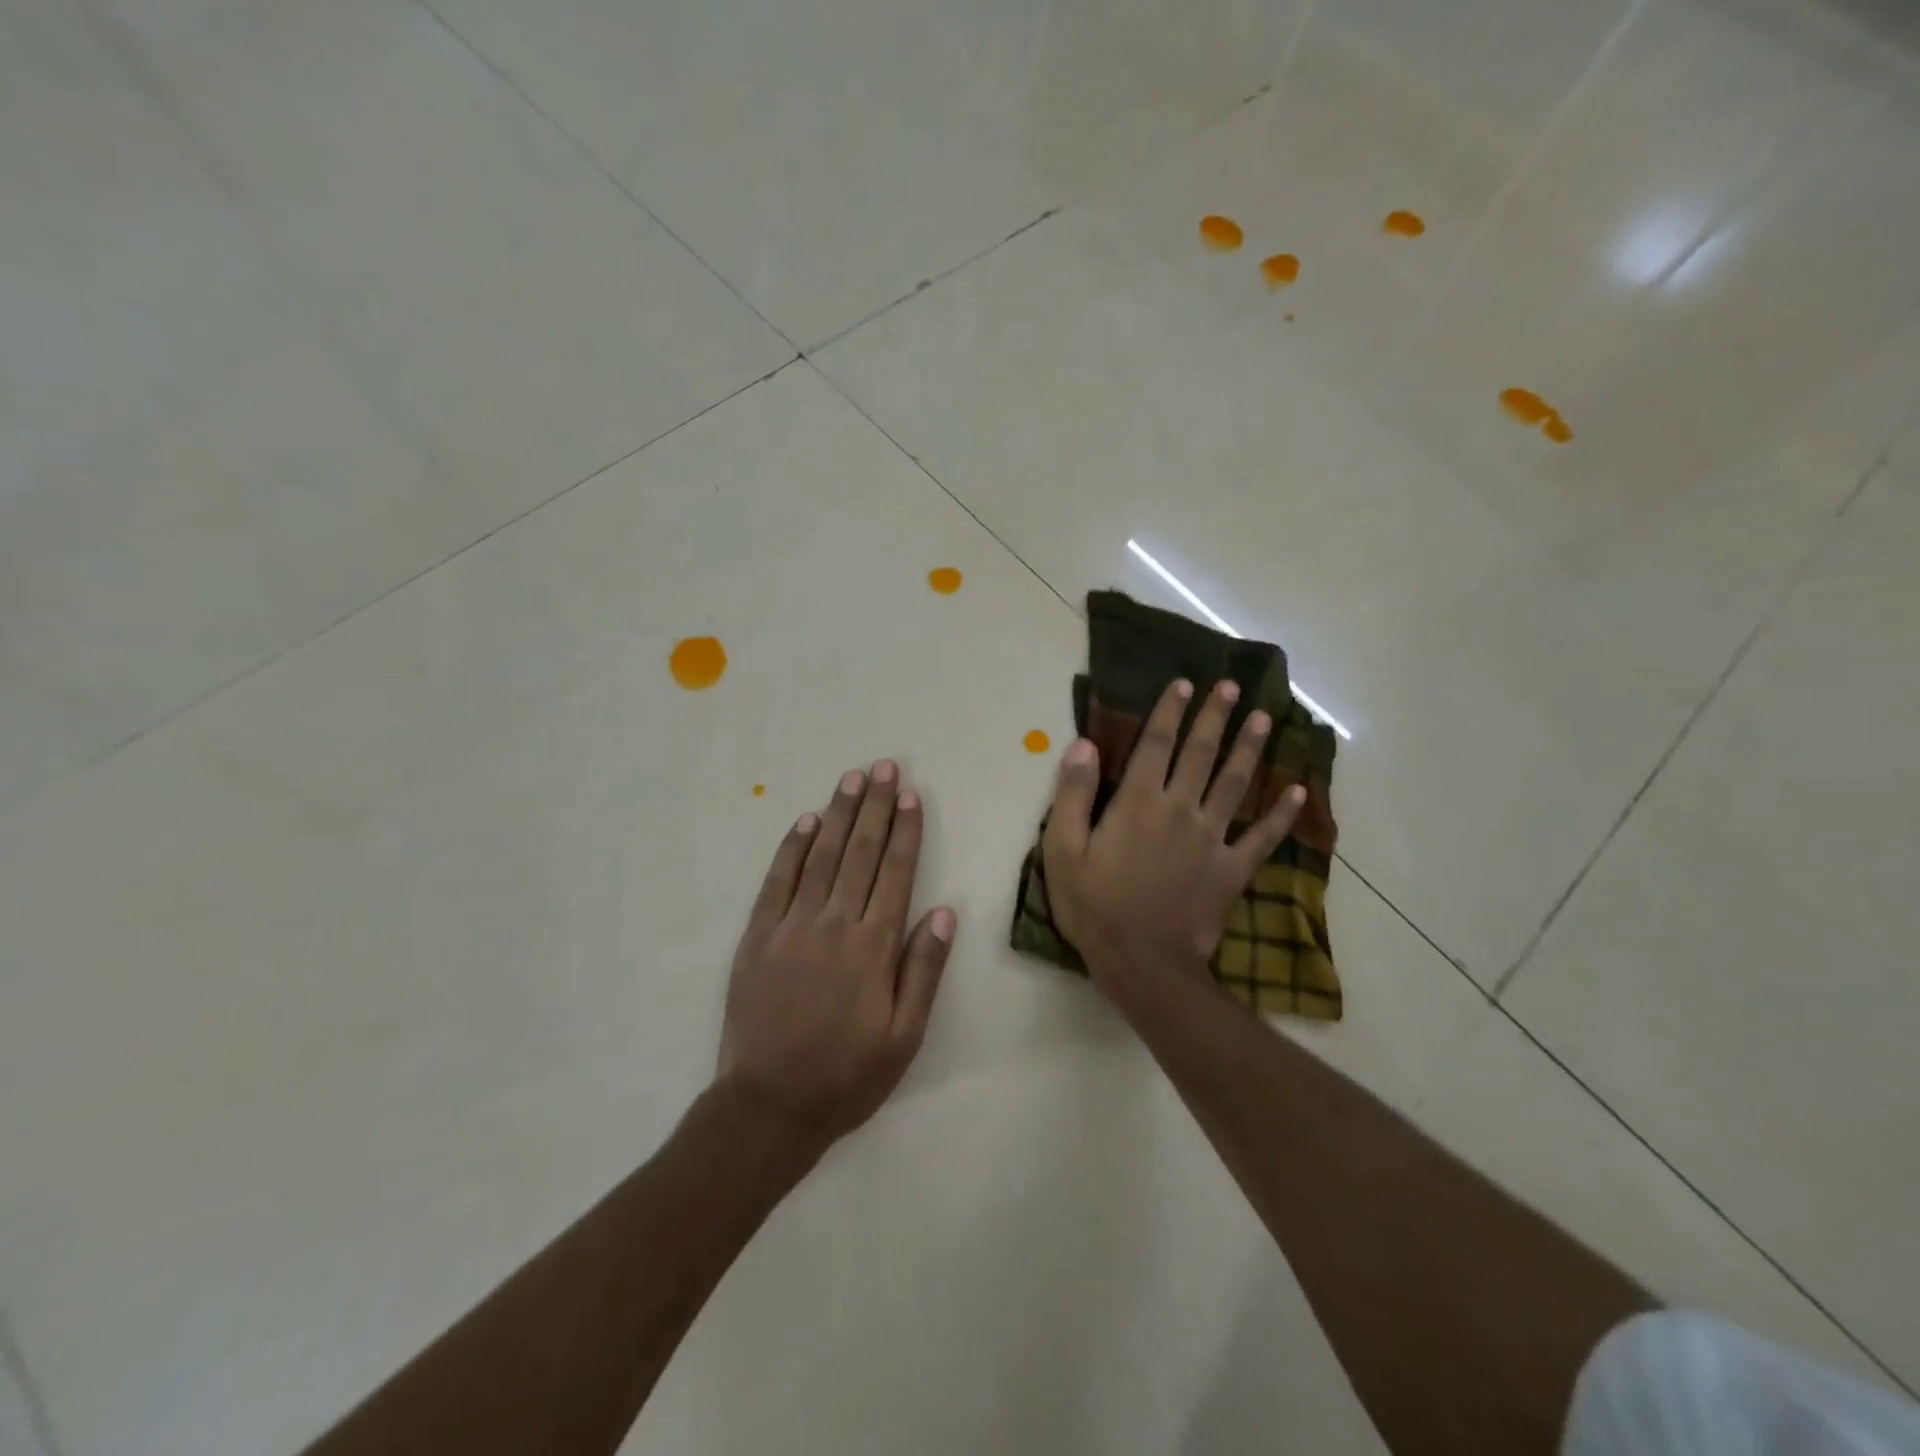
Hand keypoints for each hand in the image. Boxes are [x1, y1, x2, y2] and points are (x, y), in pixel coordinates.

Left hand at [717, 761, 955, 1152]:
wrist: (768, 1107)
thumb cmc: (846, 1076)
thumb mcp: (904, 1037)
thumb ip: (923, 971)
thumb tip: (942, 912)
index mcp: (873, 947)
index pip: (895, 873)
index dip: (905, 830)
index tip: (911, 795)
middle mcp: (834, 925)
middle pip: (860, 853)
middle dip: (875, 807)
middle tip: (884, 767)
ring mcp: (791, 927)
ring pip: (822, 857)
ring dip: (839, 814)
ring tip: (852, 779)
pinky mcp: (757, 937)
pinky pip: (777, 881)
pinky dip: (793, 848)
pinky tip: (806, 822)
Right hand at [1041, 679, 1305, 1000]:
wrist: (1143, 964)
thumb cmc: (1094, 907)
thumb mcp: (1063, 850)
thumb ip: (1072, 794)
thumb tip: (1083, 744)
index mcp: (1137, 802)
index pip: (1155, 744)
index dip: (1170, 710)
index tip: (1184, 683)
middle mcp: (1179, 809)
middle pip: (1200, 753)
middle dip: (1214, 716)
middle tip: (1230, 685)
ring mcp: (1210, 838)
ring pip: (1234, 783)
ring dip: (1249, 749)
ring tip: (1263, 718)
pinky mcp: (1231, 869)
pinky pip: (1262, 837)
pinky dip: (1282, 814)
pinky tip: (1298, 791)